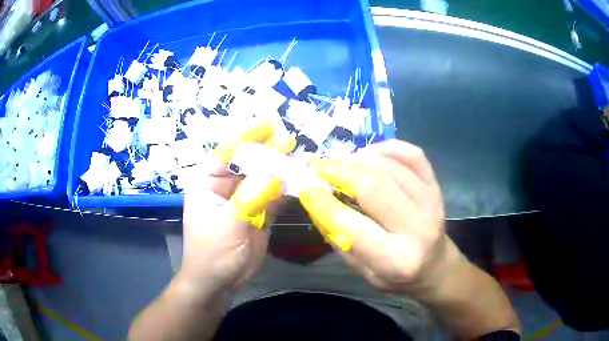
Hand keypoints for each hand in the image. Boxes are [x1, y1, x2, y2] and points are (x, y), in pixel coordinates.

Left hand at [179, 118, 294, 293]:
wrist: (220, 282)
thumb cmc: (212, 252)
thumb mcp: (227, 224)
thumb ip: (250, 197)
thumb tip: (275, 171)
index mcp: (208, 181)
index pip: (228, 151)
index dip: (248, 135)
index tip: (270, 122)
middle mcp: (227, 185)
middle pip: (250, 162)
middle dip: (270, 151)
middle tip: (292, 140)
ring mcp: (246, 198)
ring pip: (266, 177)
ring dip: (283, 169)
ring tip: (304, 156)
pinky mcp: (260, 212)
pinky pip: (276, 195)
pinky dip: (289, 188)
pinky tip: (303, 178)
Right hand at [299, 139, 447, 294]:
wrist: (434, 267)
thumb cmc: (395, 277)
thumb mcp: (362, 272)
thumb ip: (340, 239)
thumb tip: (317, 200)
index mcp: (396, 260)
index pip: (353, 226)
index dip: (324, 203)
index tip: (305, 187)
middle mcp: (418, 228)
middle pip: (374, 186)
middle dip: (339, 171)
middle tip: (318, 167)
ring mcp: (432, 203)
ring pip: (390, 166)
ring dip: (358, 158)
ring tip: (340, 163)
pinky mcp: (437, 187)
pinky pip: (413, 155)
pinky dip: (387, 148)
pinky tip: (369, 154)